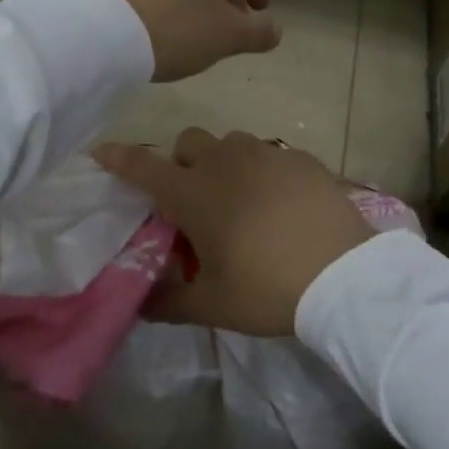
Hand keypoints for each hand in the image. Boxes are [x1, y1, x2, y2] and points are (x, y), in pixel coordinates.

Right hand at [93, 130, 371, 337]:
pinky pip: (272, 154)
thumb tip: (141, 307)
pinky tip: (281, 202)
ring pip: (231, 143)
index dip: (119, 158)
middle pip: (188, 142)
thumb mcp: (213, 305)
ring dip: (224, 162)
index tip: (102, 152)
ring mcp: (267, 156)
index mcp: (194, 194)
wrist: (346, 276)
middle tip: (194, 197)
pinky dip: (265, 171)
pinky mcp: (303, 159)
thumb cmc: (267, 288)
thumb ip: (170, 303)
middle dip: (182, 161)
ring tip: (241, 197)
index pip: (144, 167)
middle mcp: (225, 163)